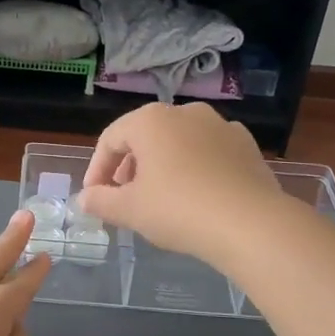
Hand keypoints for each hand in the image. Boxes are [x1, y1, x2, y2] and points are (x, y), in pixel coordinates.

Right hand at [77, 103, 286, 266]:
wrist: (250, 224)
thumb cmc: (178, 209)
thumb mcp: (129, 210)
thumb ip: (100, 201)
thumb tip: (84, 199)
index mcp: (149, 120)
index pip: (110, 139)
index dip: (97, 169)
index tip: (94, 196)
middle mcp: (184, 112)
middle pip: (145, 136)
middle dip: (130, 166)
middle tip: (124, 197)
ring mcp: (219, 125)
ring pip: (178, 142)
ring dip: (162, 165)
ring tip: (160, 197)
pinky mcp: (246, 145)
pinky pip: (209, 152)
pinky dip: (196, 167)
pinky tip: (197, 194)